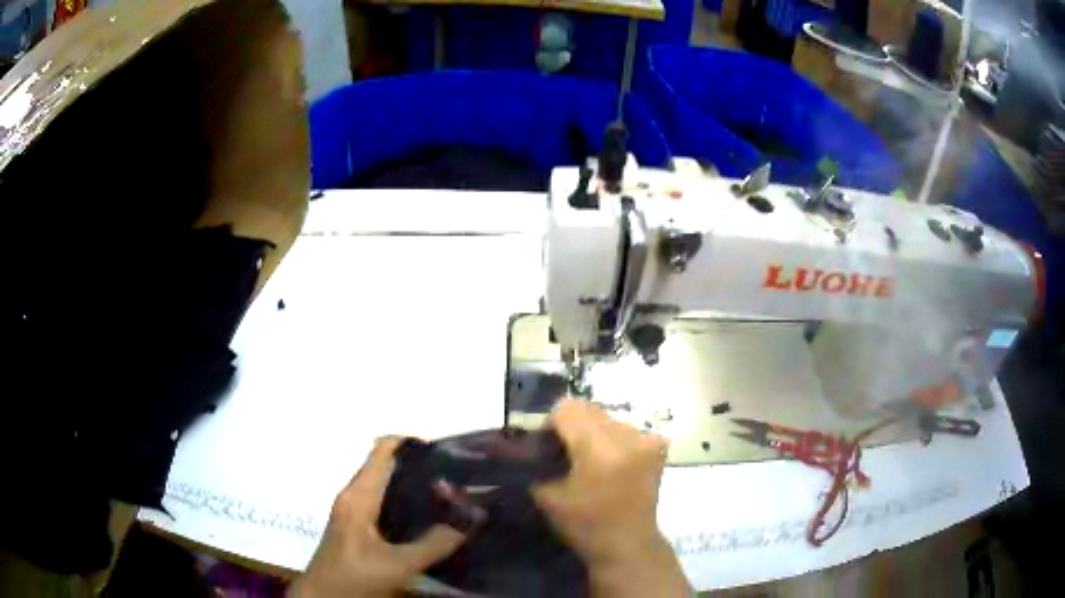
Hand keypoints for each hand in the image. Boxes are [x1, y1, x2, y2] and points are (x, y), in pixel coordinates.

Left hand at [291, 437, 466, 597]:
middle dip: (417, 464)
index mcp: (359, 496)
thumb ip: (436, 543)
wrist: (324, 595)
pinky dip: (402, 497)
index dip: (410, 443)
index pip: (382, 451)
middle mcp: (352, 495)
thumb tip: (473, 518)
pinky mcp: (354, 523)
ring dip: (410, 481)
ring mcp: (351, 508)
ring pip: (382, 482)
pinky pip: (380, 498)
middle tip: (455, 474)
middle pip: (384, 464)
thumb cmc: (355, 576)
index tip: (445, 451)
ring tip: (448, 492)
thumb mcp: (399, 565)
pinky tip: (424, 514)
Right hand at [532, 399, 690, 596]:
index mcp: (599, 448)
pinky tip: (611, 462)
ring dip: (594, 431)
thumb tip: (530, 441)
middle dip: (573, 426)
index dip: (552, 424)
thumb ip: (536, 461)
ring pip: (607, 417)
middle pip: (588, 409)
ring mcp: (646, 438)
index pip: (567, 408)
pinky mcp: (657, 445)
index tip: (547, 445)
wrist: (628, 543)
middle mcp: (627, 435)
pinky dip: (613, 439)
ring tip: (590, 460)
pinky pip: (625, 428)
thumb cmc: (584, 524)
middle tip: (566, 453)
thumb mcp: (546, 495)